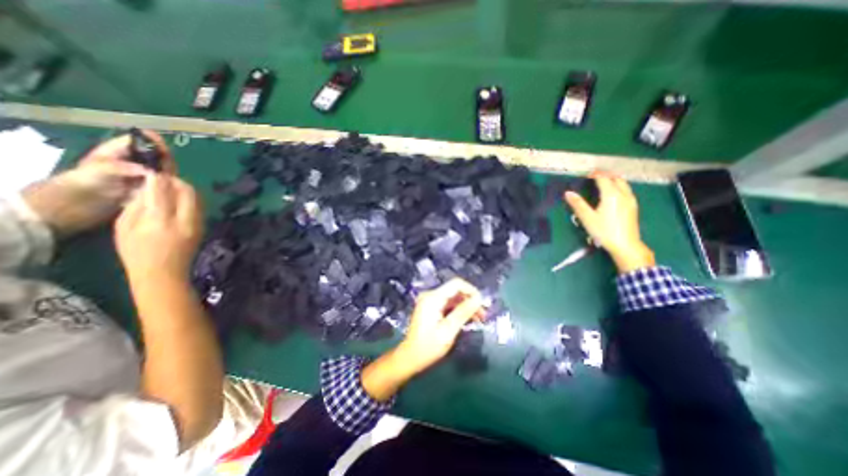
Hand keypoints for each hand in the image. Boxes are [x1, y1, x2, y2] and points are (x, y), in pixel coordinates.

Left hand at [21, 131, 173, 235]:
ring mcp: (145, 175)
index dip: (152, 141)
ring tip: (172, 177)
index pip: (139, 141)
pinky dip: (171, 184)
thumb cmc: (83, 182)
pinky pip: (165, 183)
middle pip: (156, 156)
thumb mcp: (98, 170)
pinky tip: (174, 186)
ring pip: (163, 170)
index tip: (163, 146)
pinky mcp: (152, 188)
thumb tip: (151, 171)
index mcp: (119, 151)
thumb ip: (123, 167)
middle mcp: (135, 161)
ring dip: (169, 173)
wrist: (78, 204)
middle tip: (170, 166)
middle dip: (165, 159)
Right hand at [116, 175, 204, 284]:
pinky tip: (179, 201)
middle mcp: (185, 220)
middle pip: (188, 192)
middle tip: (164, 179)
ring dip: (185, 189)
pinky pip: (199, 207)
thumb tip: (147, 188)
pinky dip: (190, 199)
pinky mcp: (203, 227)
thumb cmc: (136, 252)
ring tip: (171, 188)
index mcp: (161, 221)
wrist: (165, 273)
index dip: (158, 178)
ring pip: (198, 198)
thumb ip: (137, 206)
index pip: (162, 191)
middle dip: (176, 181)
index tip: (152, 170)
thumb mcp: (125, 227)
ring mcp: (198, 224)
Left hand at [398, 279, 483, 374]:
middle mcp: (431, 295)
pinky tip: (468, 320)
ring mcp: (430, 301)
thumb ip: (463, 312)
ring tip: (479, 319)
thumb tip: (478, 299)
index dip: (471, 291)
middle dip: (470, 300)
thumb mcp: (449, 330)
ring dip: (466, 306)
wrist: (410, 358)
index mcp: (433, 298)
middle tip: (483, 315)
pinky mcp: (430, 308)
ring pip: (453, 298)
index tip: (482, 304)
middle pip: (455, 291)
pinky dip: (458, 310)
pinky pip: (448, 304)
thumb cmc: (429, 346)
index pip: (456, 284)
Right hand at [565, 170, 657, 271]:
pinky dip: (619, 187)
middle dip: (605, 175)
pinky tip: (614, 194)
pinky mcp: (633, 207)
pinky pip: (627, 191)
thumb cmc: (604, 231)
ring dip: (613, 180)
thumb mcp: (587, 218)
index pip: (603, 178)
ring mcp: (630, 200)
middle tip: (595, 177)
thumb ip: (578, 204)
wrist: (625, 245)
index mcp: (611, 195)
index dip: (595, 174)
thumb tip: (568, 193)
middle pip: (616, 178)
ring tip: (604, 183)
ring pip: (623, 184)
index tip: (587, 174)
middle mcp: (623, 194)